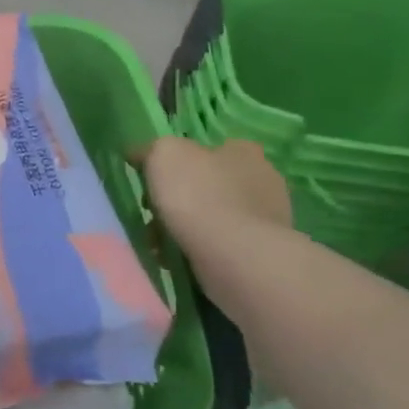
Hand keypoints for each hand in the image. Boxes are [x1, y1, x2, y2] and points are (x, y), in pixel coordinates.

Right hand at [139, 137, 291, 252]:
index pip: (209, 149)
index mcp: (243, 151)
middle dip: (179, 199)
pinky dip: (198, 250)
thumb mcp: (163, 154)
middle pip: (209, 184)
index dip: (179, 163)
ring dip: (185, 227)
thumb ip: (151, 149)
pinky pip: (221, 245)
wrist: (233, 256)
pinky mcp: (262, 251)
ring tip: (160, 244)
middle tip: (154, 215)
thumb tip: (141, 154)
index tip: (155, 181)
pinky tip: (178, 259)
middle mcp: (263, 179)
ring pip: (213, 216)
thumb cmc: (197, 195)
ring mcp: (267, 218)